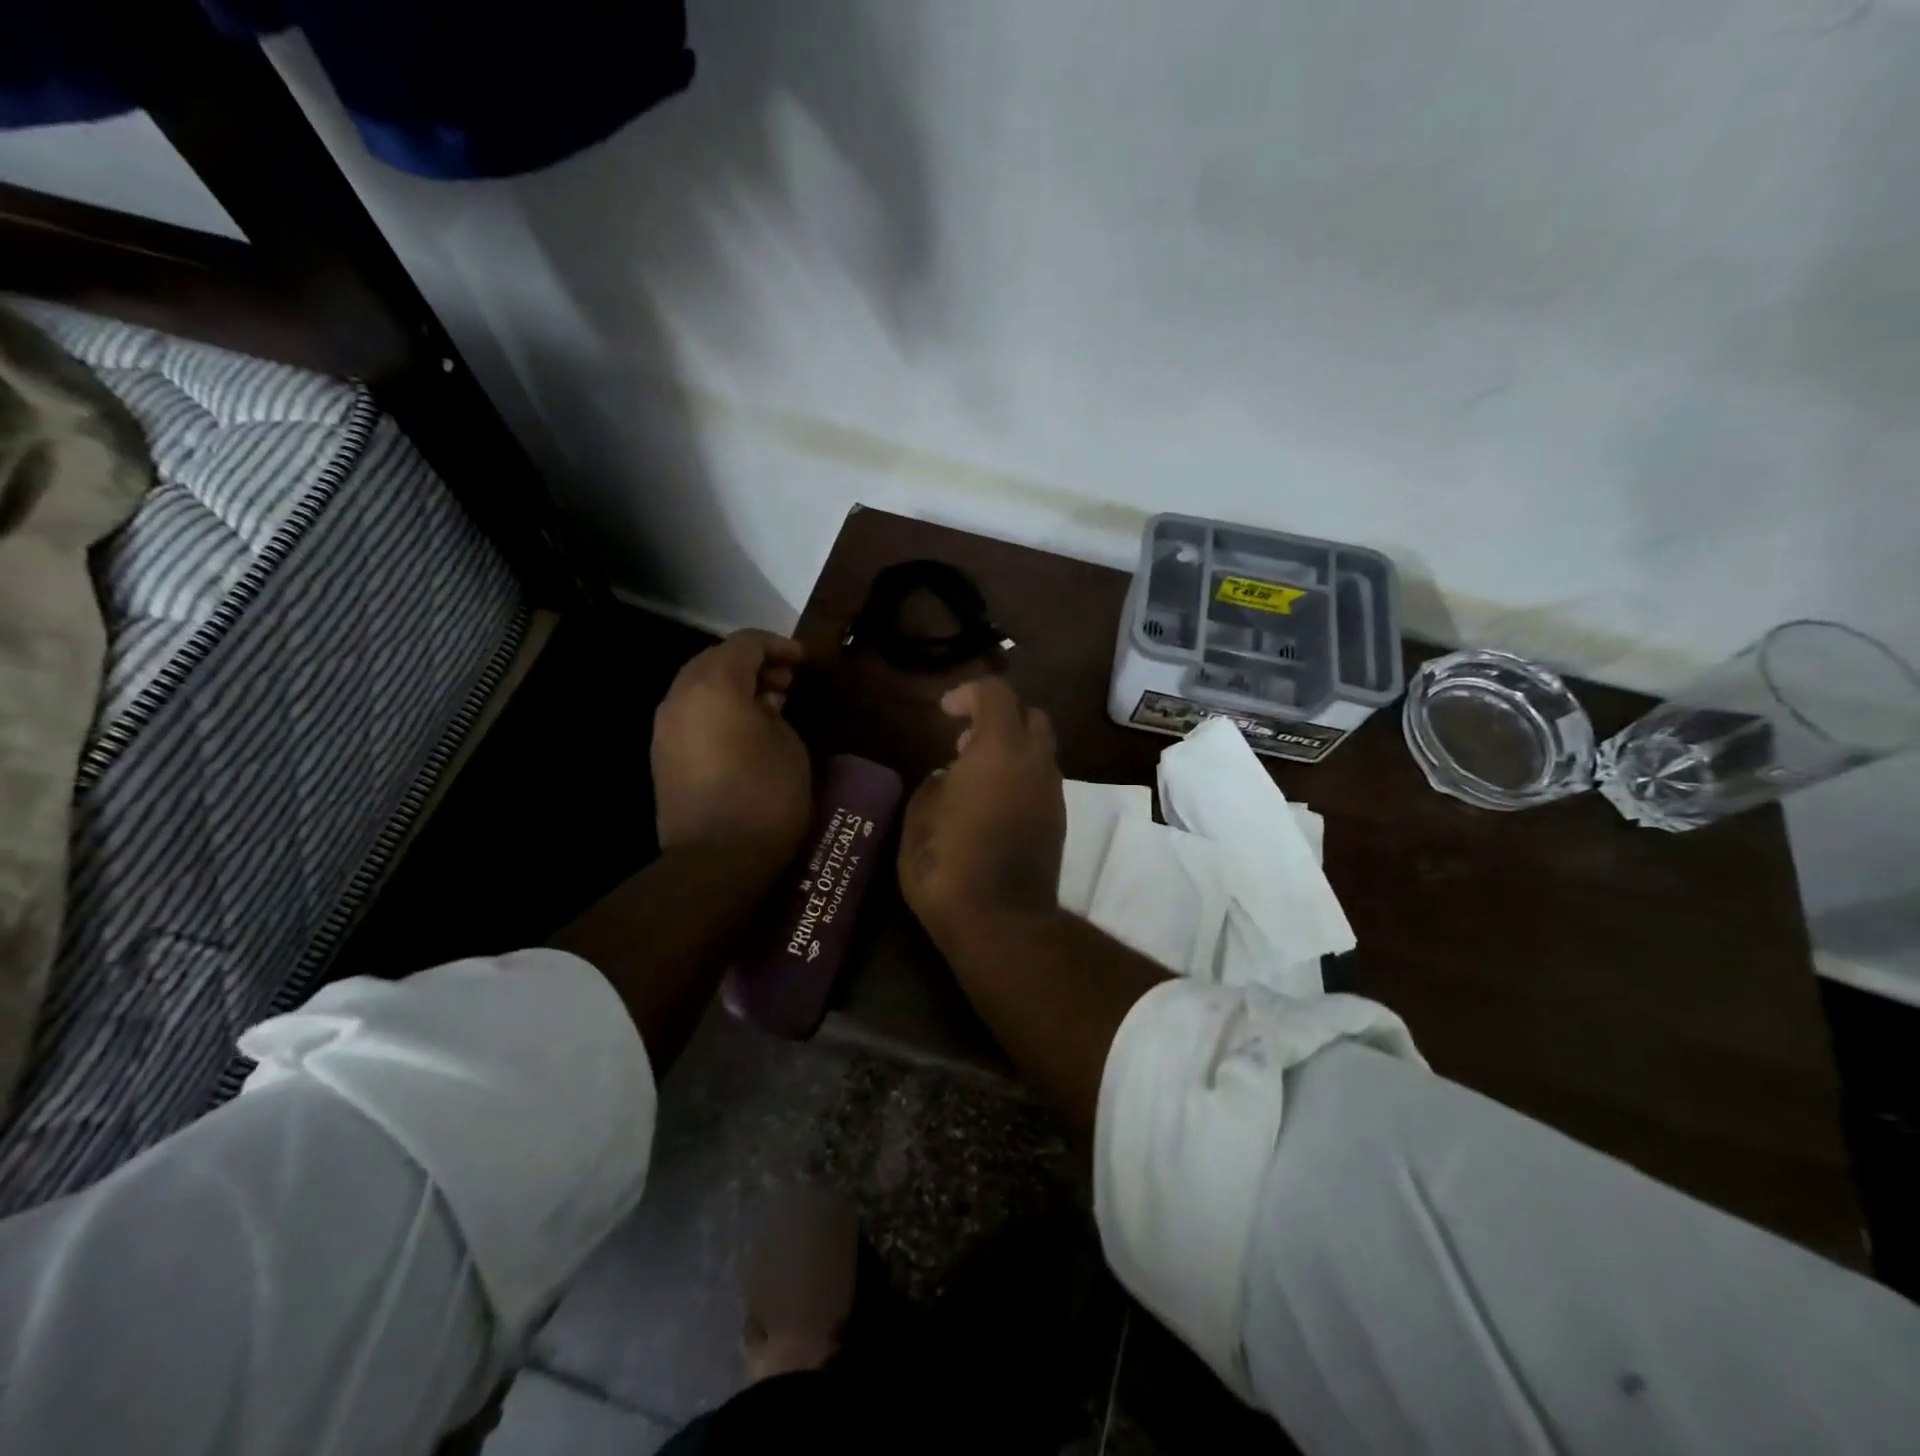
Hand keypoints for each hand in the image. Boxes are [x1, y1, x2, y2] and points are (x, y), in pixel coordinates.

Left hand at [652, 631, 812, 862]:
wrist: (717, 857)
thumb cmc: (765, 794)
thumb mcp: (787, 743)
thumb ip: (774, 711)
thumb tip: (762, 705)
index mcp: (714, 685)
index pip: (744, 644)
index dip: (778, 646)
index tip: (803, 660)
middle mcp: (680, 697)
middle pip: (716, 661)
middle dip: (753, 665)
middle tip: (787, 682)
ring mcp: (666, 728)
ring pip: (700, 688)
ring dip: (734, 688)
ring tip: (770, 706)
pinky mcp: (663, 755)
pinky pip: (692, 715)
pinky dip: (718, 710)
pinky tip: (746, 731)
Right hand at [898, 675, 1064, 949]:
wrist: (1001, 922)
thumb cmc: (948, 864)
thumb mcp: (919, 817)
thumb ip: (934, 784)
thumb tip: (948, 778)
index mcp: (999, 749)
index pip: (996, 694)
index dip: (968, 693)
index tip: (944, 712)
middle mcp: (1035, 762)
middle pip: (1032, 715)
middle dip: (1000, 716)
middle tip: (964, 740)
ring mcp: (1052, 793)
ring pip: (1040, 750)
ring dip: (1011, 749)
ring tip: (974, 776)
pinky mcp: (1058, 822)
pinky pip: (1042, 781)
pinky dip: (1020, 776)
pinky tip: (992, 804)